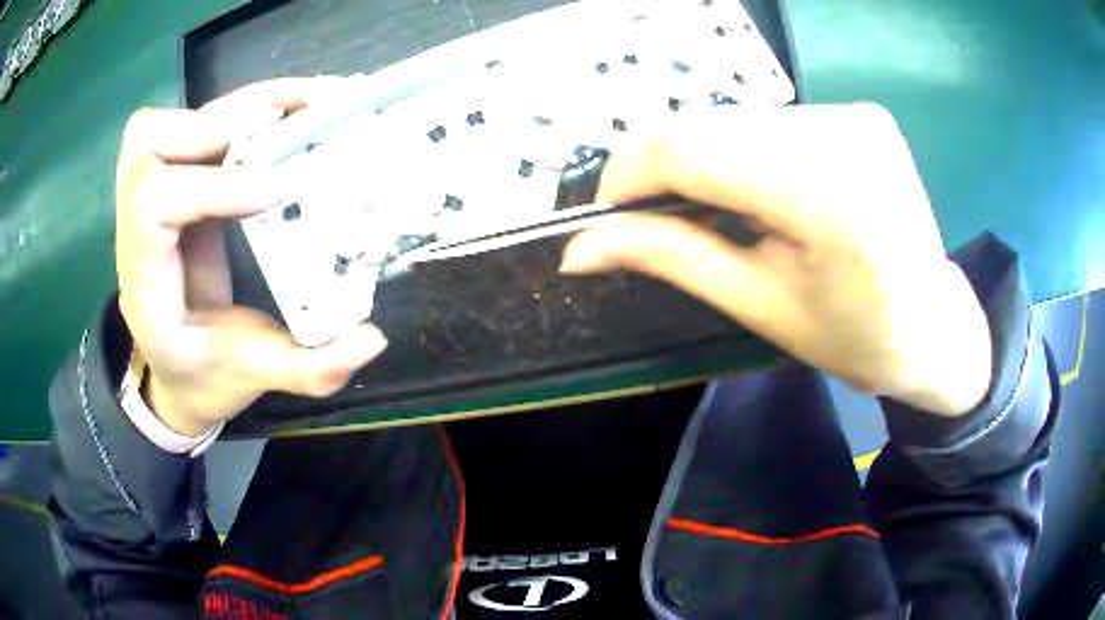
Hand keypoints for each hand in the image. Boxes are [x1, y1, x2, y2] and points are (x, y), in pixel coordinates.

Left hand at [115, 78, 387, 436]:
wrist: (175, 372)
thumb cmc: (203, 376)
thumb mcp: (250, 378)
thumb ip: (305, 369)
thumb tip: (371, 339)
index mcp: (145, 282)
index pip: (153, 206)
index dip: (211, 185)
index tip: (277, 190)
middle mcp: (138, 229)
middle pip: (146, 145)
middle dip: (211, 126)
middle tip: (276, 128)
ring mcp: (154, 198)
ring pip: (167, 123)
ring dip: (230, 106)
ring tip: (296, 106)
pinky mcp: (180, 182)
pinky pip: (197, 124)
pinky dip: (243, 105)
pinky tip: (291, 107)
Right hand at [561, 104, 990, 415]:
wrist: (936, 326)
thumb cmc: (855, 337)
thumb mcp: (759, 305)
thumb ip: (669, 258)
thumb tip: (577, 249)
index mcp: (828, 196)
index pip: (692, 149)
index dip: (630, 174)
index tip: (606, 212)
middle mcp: (844, 133)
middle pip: (710, 126)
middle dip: (664, 169)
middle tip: (655, 219)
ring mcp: (856, 114)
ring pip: (736, 118)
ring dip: (705, 159)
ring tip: (715, 210)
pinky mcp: (860, 112)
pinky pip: (773, 120)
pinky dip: (744, 150)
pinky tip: (759, 189)